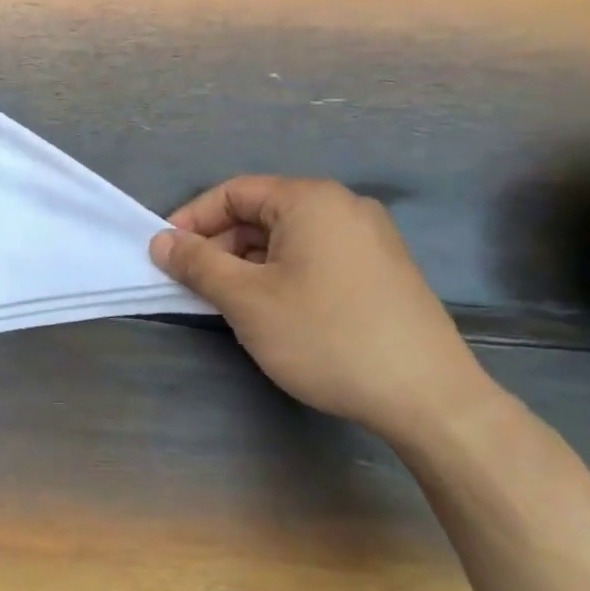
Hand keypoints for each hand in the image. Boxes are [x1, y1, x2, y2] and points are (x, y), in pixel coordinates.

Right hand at [149, 176, 491, 443]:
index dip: (192, 219)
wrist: (429, 398)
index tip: (165, 254)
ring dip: (248, 263)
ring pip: (288, 238)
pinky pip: (315, 256)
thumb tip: (160, 242)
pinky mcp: (383, 270)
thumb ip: (197, 264)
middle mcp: (343, 207)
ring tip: (229, 303)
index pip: (234, 192)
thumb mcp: (246, 300)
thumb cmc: (326, 336)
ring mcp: (370, 239)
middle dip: (220, 245)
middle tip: (193, 284)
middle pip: (262, 213)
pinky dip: (282, 274)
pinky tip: (274, 311)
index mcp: (311, 200)